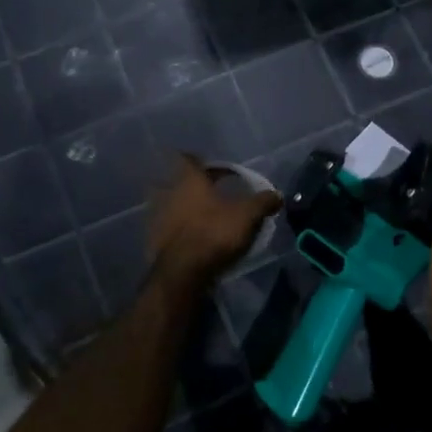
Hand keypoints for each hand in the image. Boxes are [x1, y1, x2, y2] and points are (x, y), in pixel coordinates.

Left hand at [149, 155, 279, 286]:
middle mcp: (169, 193)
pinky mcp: (154, 240)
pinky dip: (177, 229)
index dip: (199, 160)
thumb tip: (277, 195)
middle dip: (191, 185)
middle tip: (209, 191)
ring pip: (169, 205)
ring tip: (202, 216)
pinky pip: (166, 228)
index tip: (211, 166)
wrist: (183, 272)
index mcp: (189, 180)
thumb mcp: (248, 216)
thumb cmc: (214, 233)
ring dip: (182, 207)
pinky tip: (192, 238)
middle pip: (176, 181)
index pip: (187, 158)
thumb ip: (263, 202)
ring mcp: (158, 217)